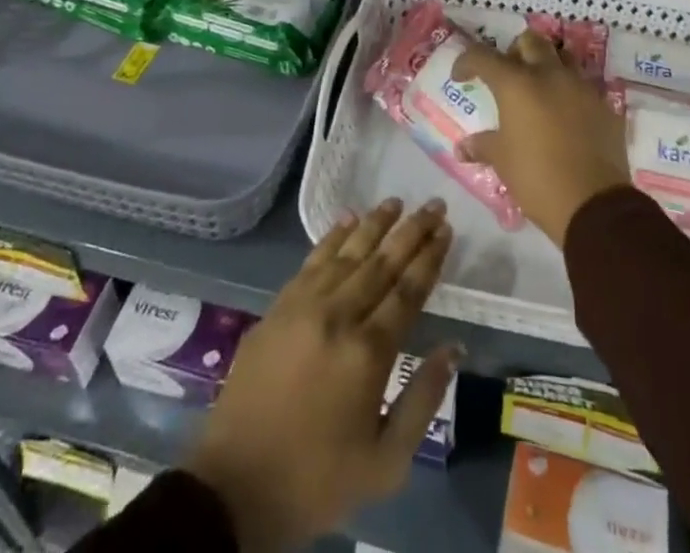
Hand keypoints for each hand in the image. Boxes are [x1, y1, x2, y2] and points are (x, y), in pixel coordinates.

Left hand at [183, 199, 459, 552]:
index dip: (429, 257)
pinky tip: (348, 220)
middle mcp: (338, 316)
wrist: (236, 487)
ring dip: (374, 224)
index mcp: (368, 352)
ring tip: (396, 202)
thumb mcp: (385, 462)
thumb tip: (453, 347)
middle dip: (411, 230)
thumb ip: (423, 400)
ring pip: (348, 253)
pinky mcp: (278, 307)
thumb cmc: (317, 479)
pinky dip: (332, 238)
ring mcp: (304, 306)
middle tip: (433, 204)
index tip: (446, 229)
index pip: (408, 290)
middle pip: (382, 262)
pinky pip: (312, 261)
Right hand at [453, 30, 630, 244]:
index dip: (467, 62)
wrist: (594, 204)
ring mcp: (581, 87)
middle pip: (530, 42)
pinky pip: (583, 86)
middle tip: (507, 77)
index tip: (461, 77)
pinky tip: (565, 116)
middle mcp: (549, 75)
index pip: (483, 56)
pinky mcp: (604, 105)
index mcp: (517, 84)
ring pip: (561, 57)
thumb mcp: (503, 161)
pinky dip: (569, 92)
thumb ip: (483, 146)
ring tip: (538, 91)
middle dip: (514, 52)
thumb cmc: (537, 178)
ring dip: (546, 66)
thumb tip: (463, 147)